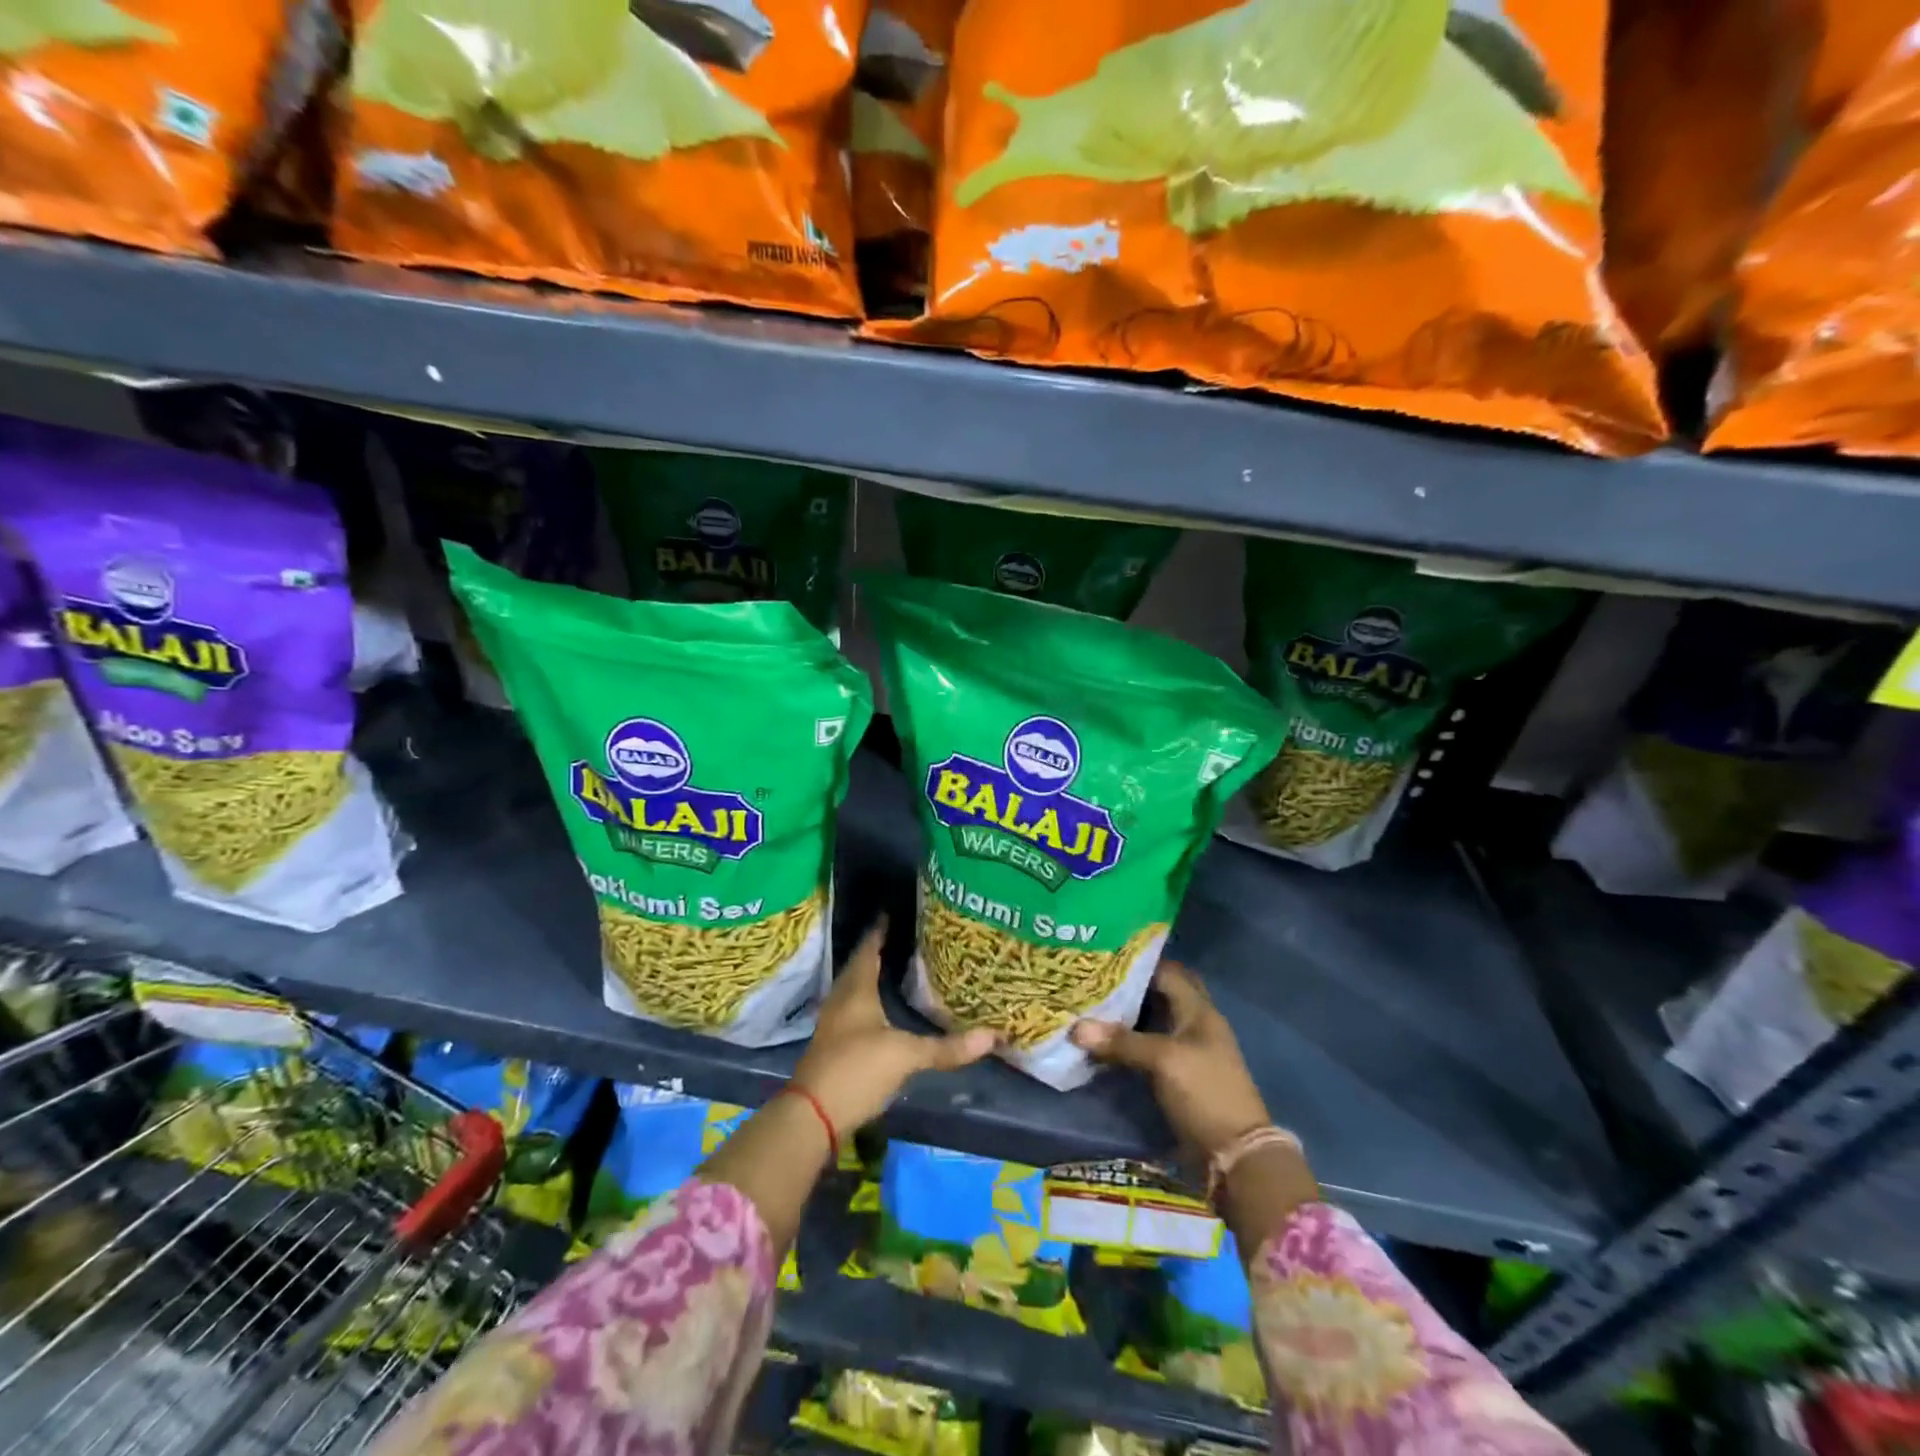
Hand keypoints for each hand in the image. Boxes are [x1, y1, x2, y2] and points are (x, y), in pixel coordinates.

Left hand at [792, 917, 997, 1135]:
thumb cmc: (857, 1070)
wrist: (812, 1117)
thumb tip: (993, 1036)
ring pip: (852, 990)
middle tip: (899, 939)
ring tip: (892, 969)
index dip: (879, 933)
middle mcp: (841, 1001)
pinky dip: (866, 1002)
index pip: (867, 951)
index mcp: (856, 991)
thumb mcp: (905, 1056)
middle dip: (875, 952)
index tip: (890, 914)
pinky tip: (879, 1010)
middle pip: (857, 968)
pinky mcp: (832, 1047)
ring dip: (869, 977)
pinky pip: (850, 1011)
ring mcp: (833, 1025)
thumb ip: (946, 1047)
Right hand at [1070, 960, 1270, 1158]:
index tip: (1104, 956)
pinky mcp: (1179, 1075)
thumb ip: (1121, 1041)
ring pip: (1153, 1021)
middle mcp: (1195, 1024)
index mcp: (1199, 1010)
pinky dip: (1128, 1041)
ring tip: (1090, 1005)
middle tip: (1094, 980)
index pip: (1168, 971)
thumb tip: (1075, 1028)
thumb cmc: (1204, 1093)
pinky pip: (1149, 1047)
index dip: (1138, 962)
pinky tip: (1103, 1041)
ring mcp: (1188, 1051)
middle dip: (1130, 987)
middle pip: (1160, 995)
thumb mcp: (1163, 1061)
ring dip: (1126, 1015)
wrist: (1235, 1155)